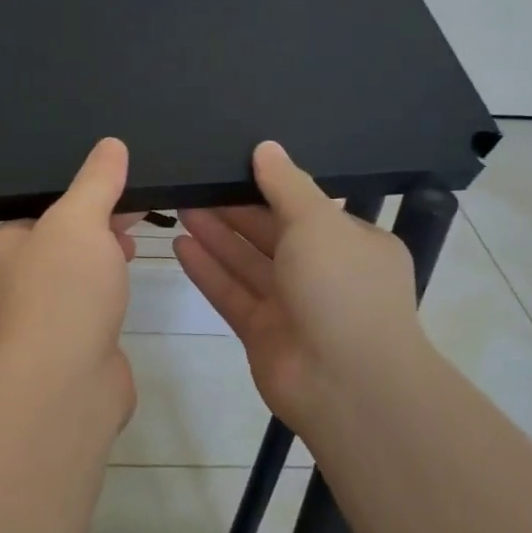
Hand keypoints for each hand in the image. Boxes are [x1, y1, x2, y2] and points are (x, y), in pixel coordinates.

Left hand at [0, 138, 140, 422]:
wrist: (65, 384)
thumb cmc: (60, 290)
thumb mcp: (78, 220)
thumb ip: (96, 181)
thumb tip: (111, 145)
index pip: (36, 211)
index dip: (77, 196)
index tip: (115, 185)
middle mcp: (8, 285)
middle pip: (58, 243)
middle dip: (95, 226)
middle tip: (135, 210)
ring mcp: (38, 320)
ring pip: (74, 277)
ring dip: (102, 260)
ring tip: (135, 243)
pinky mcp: (67, 348)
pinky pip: (89, 308)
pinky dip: (107, 294)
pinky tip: (127, 288)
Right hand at [175, 142, 431, 436]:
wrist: (348, 385)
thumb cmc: (342, 289)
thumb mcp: (318, 223)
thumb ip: (287, 184)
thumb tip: (266, 147)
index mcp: (352, 243)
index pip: (306, 207)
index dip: (268, 186)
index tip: (231, 165)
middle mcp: (324, 273)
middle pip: (271, 233)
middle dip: (233, 210)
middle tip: (193, 183)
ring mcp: (293, 306)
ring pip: (247, 263)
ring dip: (216, 236)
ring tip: (179, 205)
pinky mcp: (263, 333)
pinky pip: (232, 293)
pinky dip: (208, 270)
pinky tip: (179, 246)